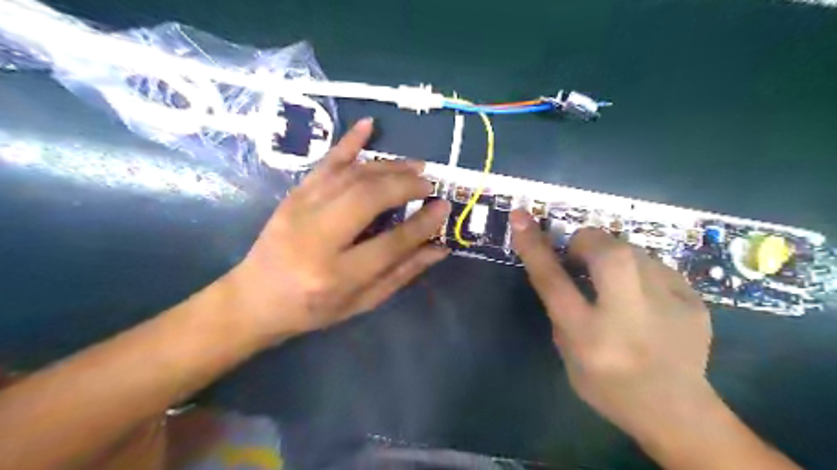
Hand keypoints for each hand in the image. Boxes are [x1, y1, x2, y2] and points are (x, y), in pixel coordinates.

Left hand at [225, 118, 450, 344]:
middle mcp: (317, 239)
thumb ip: (402, 273)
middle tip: (429, 184)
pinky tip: (369, 125)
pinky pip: (325, 163)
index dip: (422, 224)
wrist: (254, 299)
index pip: (390, 243)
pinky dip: (349, 142)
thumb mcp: (361, 302)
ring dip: (388, 166)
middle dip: (405, 185)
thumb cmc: (313, 310)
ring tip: (415, 167)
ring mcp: (300, 211)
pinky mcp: (292, 196)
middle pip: (368, 198)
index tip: (443, 207)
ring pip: (351, 176)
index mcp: (337, 276)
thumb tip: (439, 248)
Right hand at [510, 211, 711, 438]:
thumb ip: (560, 308)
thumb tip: (560, 263)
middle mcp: (629, 317)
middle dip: (587, 241)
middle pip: (607, 253)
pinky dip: (640, 270)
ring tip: (614, 280)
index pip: (553, 281)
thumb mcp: (568, 353)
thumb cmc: (608, 386)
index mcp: (589, 336)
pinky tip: (645, 296)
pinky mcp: (694, 301)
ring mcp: (669, 307)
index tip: (520, 217)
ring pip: (634, 251)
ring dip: (613, 255)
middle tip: (580, 254)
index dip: (534, 246)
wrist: (678, 412)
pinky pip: (656, 265)